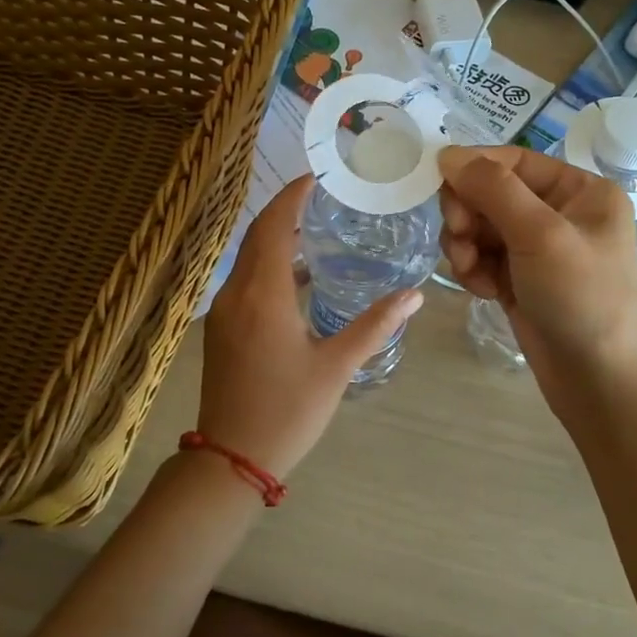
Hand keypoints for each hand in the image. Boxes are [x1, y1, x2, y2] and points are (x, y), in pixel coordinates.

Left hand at [198, 175, 423, 477]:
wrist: (231, 459)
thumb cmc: (287, 411)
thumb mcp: (336, 367)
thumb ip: (374, 326)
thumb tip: (414, 294)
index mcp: (263, 295)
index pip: (275, 226)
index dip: (293, 196)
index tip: (318, 177)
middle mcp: (236, 294)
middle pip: (258, 236)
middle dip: (286, 210)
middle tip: (324, 196)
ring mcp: (223, 313)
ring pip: (248, 258)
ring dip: (277, 238)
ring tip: (317, 230)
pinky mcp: (221, 330)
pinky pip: (245, 281)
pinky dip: (269, 266)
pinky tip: (299, 279)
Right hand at [438, 145, 636, 393]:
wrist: (600, 380)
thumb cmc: (582, 298)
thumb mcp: (541, 235)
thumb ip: (493, 189)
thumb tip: (448, 154)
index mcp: (581, 190)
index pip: (514, 161)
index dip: (474, 168)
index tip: (437, 183)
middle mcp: (561, 213)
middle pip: (492, 193)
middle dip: (469, 214)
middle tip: (459, 238)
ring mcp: (540, 249)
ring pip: (481, 227)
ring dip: (466, 245)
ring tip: (470, 271)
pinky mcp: (521, 280)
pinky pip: (483, 258)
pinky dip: (474, 270)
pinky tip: (482, 292)